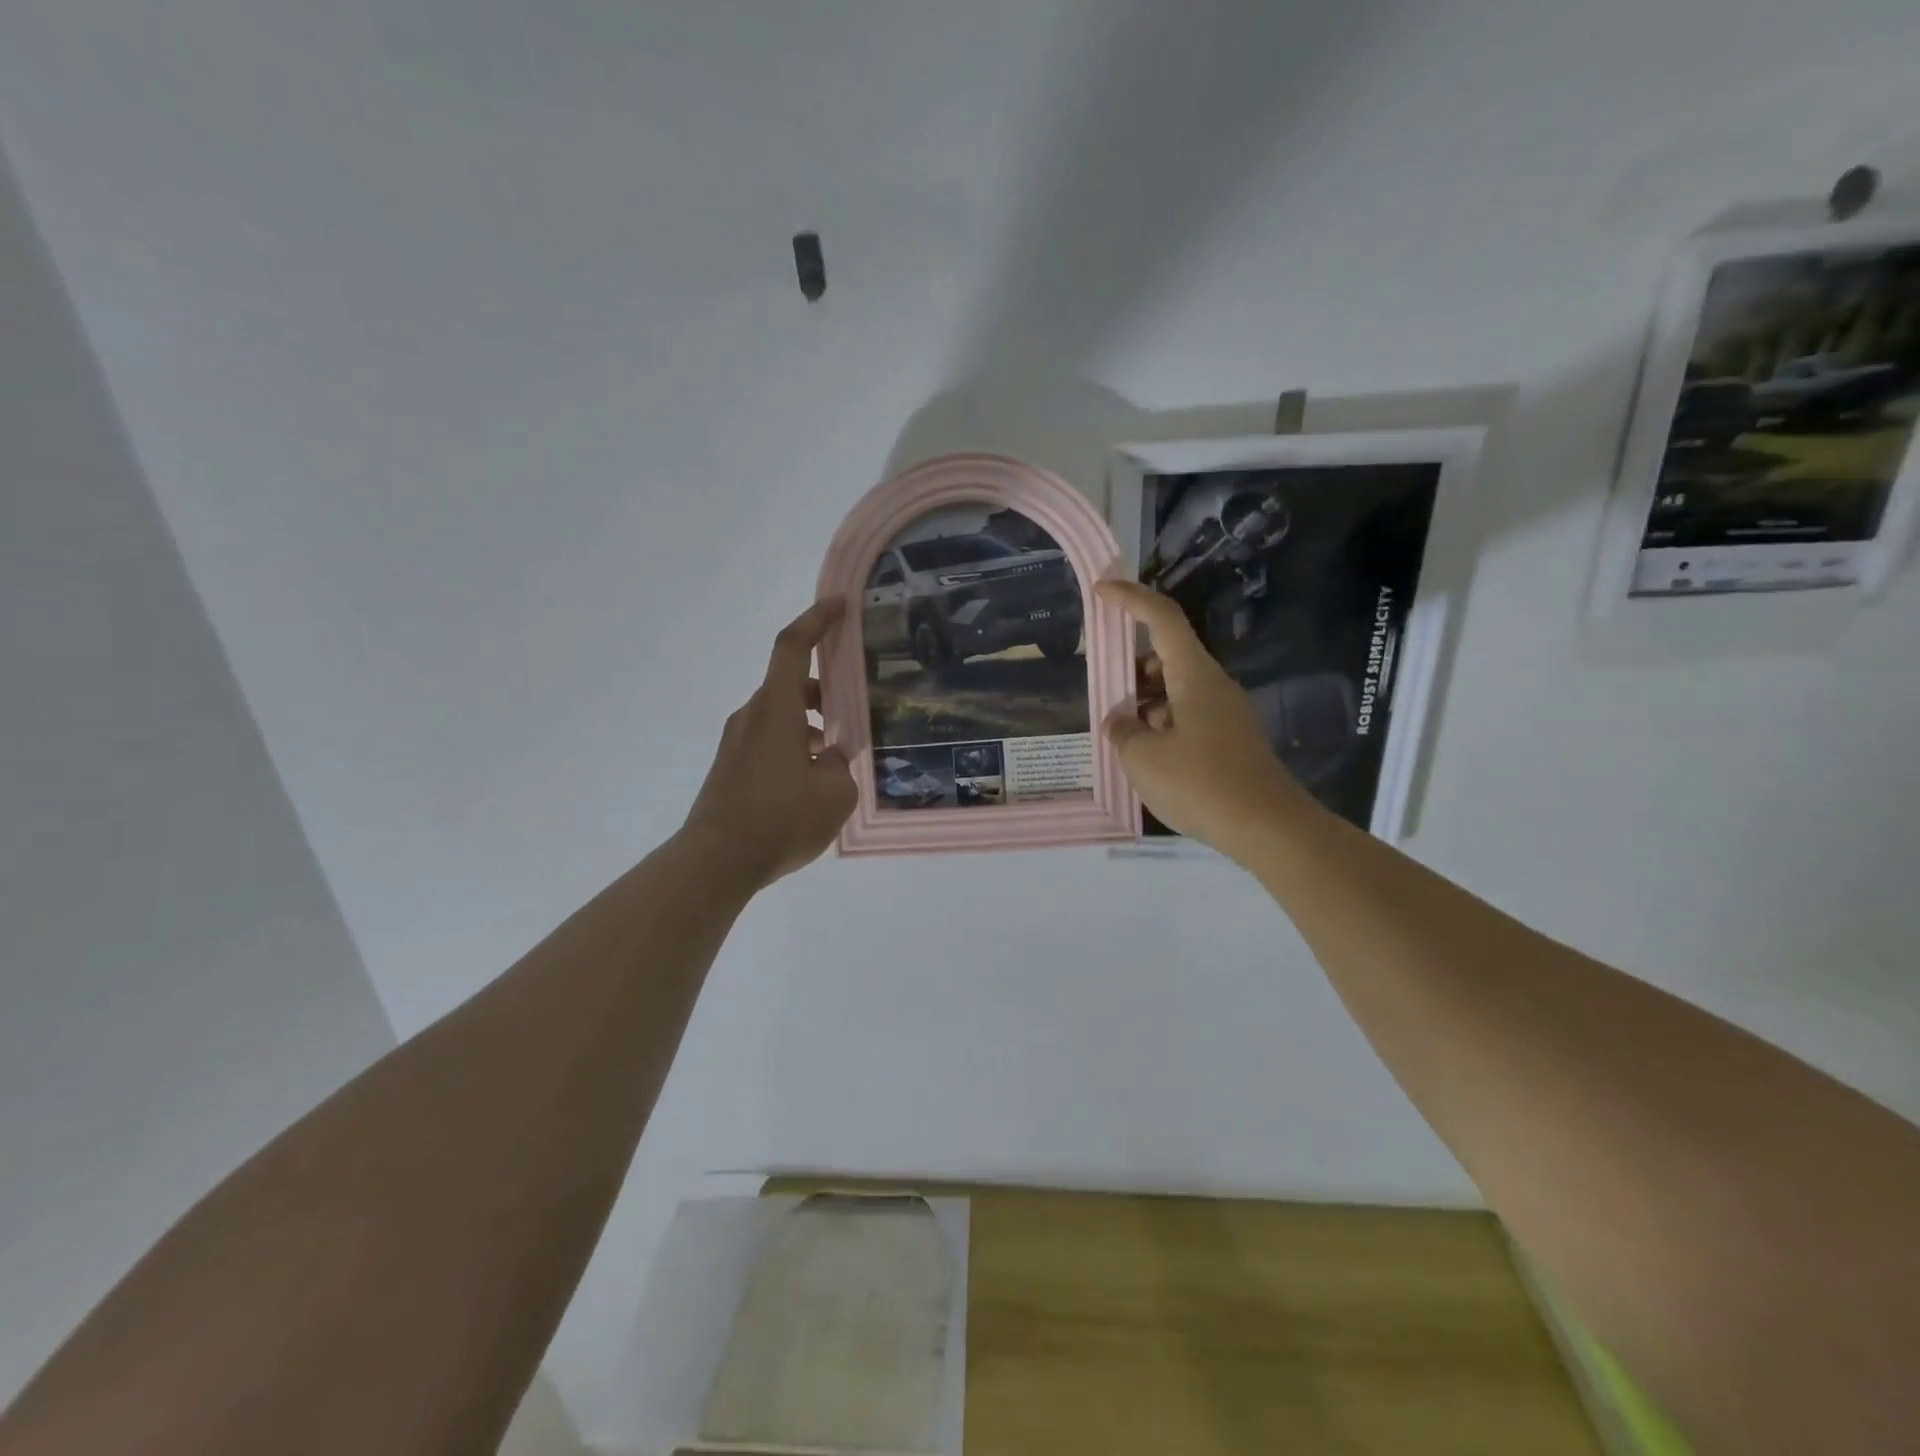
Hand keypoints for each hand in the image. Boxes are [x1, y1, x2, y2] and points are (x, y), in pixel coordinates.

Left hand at [682, 598, 857, 889]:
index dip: (816, 619)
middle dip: (826, 689)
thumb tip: (830, 759)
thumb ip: (840, 766)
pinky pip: (769, 740)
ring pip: (781, 715)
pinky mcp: (730, 766)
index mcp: (777, 709)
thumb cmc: (780, 819)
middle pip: (791, 684)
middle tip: (856, 708)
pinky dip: (794, 745)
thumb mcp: (835, 794)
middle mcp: (752, 716)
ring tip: (839, 755)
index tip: (839, 604)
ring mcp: (737, 742)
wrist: (715, 862)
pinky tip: (813, 782)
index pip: (793, 647)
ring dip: (811, 723)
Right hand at [1096, 580, 1311, 863]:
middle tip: (1103, 687)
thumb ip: (1123, 733)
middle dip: (1132, 666)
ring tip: (1119, 732)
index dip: (1131, 599)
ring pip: (1177, 692)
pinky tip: (1146, 757)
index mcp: (1195, 676)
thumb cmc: (1201, 783)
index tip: (1102, 590)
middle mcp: (1214, 687)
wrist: (1268, 828)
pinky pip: (1188, 719)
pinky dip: (1162, 725)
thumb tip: (1121, 723)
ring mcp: (1226, 715)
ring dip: (1145, 702)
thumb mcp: (1144, 758)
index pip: (1163, 620)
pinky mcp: (1231, 743)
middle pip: (1169, 657)